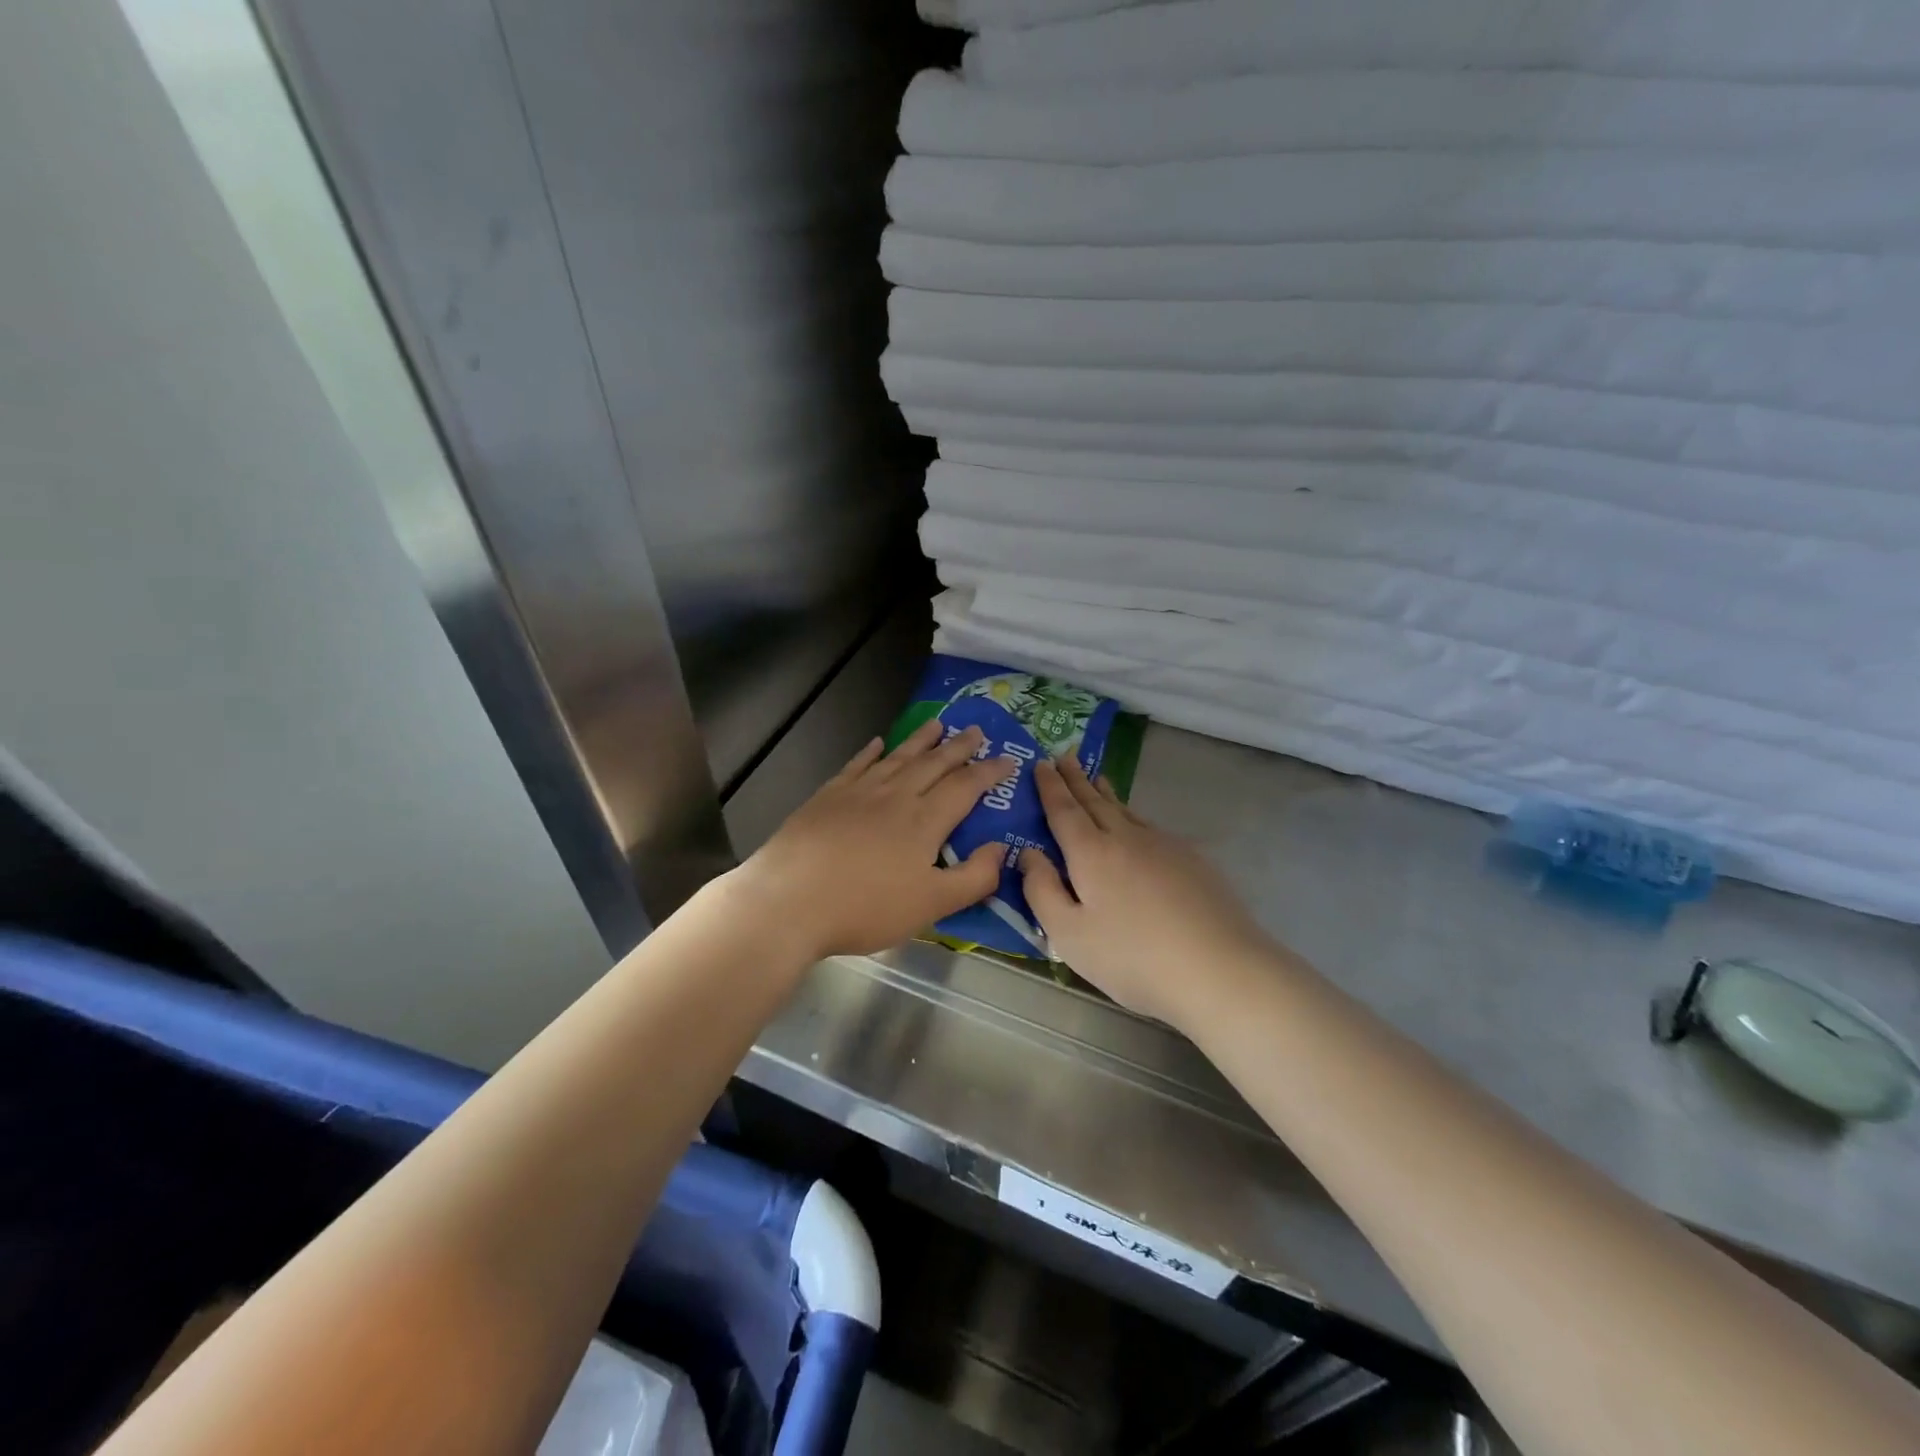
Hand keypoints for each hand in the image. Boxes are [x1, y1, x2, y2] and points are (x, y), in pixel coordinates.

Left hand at [733, 718, 1016, 960]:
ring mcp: (859, 792)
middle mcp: (896, 796)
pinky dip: (871, 752)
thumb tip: (1002, 849)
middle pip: (934, 764)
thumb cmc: (865, 907)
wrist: (790, 900)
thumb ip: (974, 878)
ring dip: (921, 740)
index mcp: (925, 821)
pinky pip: (857, 765)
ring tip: (937, 724)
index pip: (966, 787)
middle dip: (959, 747)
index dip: (989, 772)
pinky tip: (878, 743)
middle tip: (976, 730)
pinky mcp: (828, 796)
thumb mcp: (932, 906)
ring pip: (898, 757)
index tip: (1009, 759)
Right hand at [1020, 755, 1272, 1029]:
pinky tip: (1137, 826)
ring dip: (1106, 794)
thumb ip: (1041, 891)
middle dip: (1076, 779)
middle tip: (1064, 757)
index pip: (1064, 810)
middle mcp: (1126, 838)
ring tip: (1097, 780)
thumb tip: (1028, 854)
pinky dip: (1133, 816)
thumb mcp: (1069, 935)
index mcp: (1091, 853)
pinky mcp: (1192, 860)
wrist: (1219, 968)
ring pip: (1126, 811)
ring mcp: (1164, 845)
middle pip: (1095, 802)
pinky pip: (1150, 827)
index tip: (1041, 763)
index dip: (1050, 787)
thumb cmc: (1133, 957)